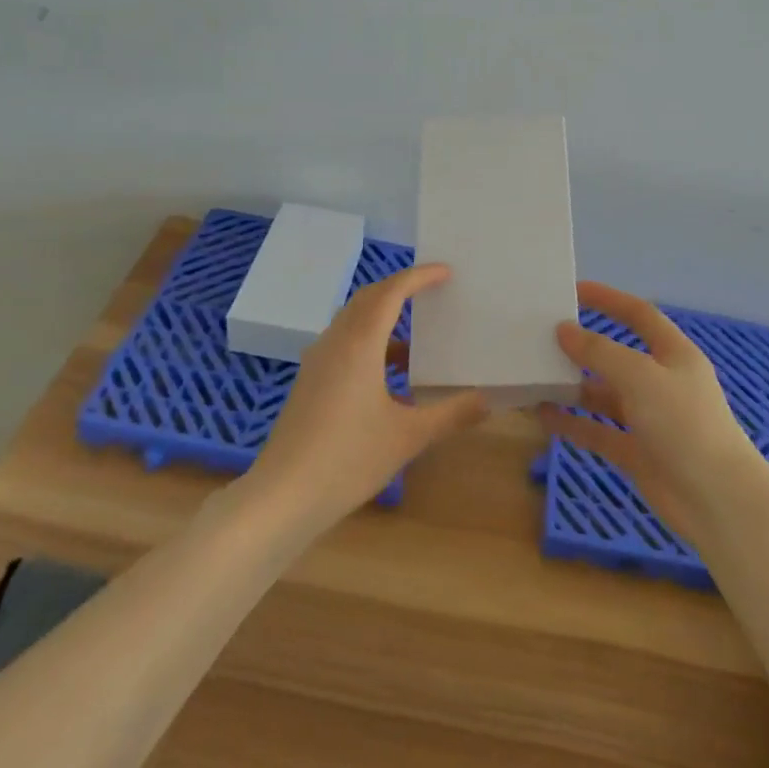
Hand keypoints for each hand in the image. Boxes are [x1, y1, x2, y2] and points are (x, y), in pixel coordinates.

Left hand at [248, 264, 487, 533]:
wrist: (282, 496)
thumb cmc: (348, 459)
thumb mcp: (408, 437)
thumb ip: (450, 415)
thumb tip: (486, 400)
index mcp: (359, 344)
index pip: (391, 292)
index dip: (419, 277)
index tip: (445, 271)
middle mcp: (335, 342)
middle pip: (368, 298)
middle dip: (400, 289)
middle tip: (432, 291)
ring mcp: (317, 361)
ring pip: (352, 321)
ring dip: (383, 318)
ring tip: (417, 338)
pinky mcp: (309, 381)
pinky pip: (343, 343)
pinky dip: (369, 343)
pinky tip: (390, 377)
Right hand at [536, 281, 755, 540]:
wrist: (717, 501)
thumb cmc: (684, 424)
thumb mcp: (640, 377)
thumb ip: (599, 352)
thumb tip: (564, 330)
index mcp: (674, 355)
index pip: (639, 315)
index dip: (609, 300)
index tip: (574, 291)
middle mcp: (661, 383)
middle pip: (617, 356)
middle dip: (583, 347)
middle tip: (543, 339)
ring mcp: (649, 420)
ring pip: (604, 396)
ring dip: (573, 388)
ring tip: (536, 378)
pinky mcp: (637, 452)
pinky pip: (598, 431)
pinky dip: (573, 424)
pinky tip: (544, 416)